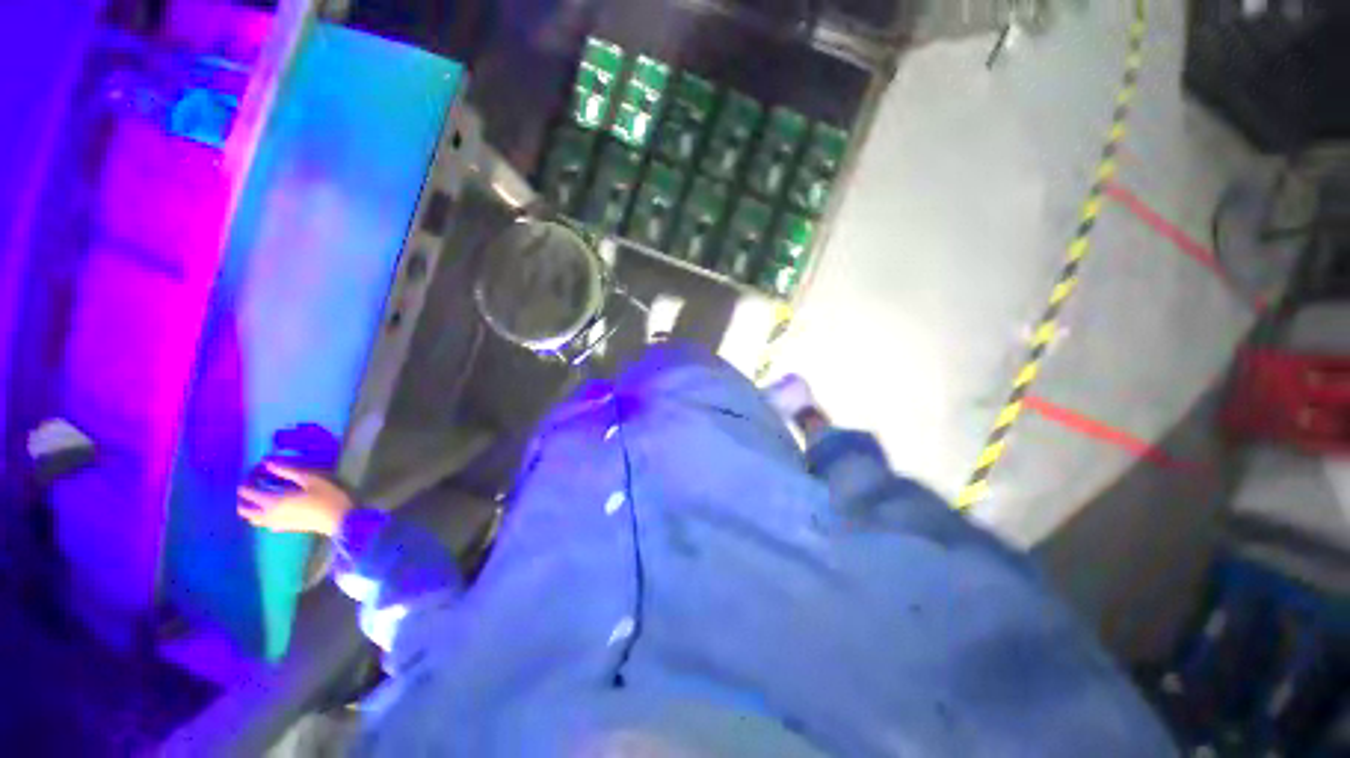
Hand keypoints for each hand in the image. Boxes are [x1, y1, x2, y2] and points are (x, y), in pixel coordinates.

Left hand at [237, 461, 353, 536]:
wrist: (341, 520)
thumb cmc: (328, 497)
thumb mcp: (312, 479)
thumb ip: (288, 471)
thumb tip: (267, 462)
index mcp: (273, 502)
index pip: (248, 493)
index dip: (245, 483)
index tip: (249, 474)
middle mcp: (269, 514)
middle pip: (245, 510)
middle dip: (242, 499)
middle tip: (249, 487)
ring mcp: (276, 523)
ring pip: (253, 519)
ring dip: (250, 509)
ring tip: (256, 498)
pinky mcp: (285, 527)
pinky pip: (265, 523)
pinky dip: (261, 516)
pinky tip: (270, 510)